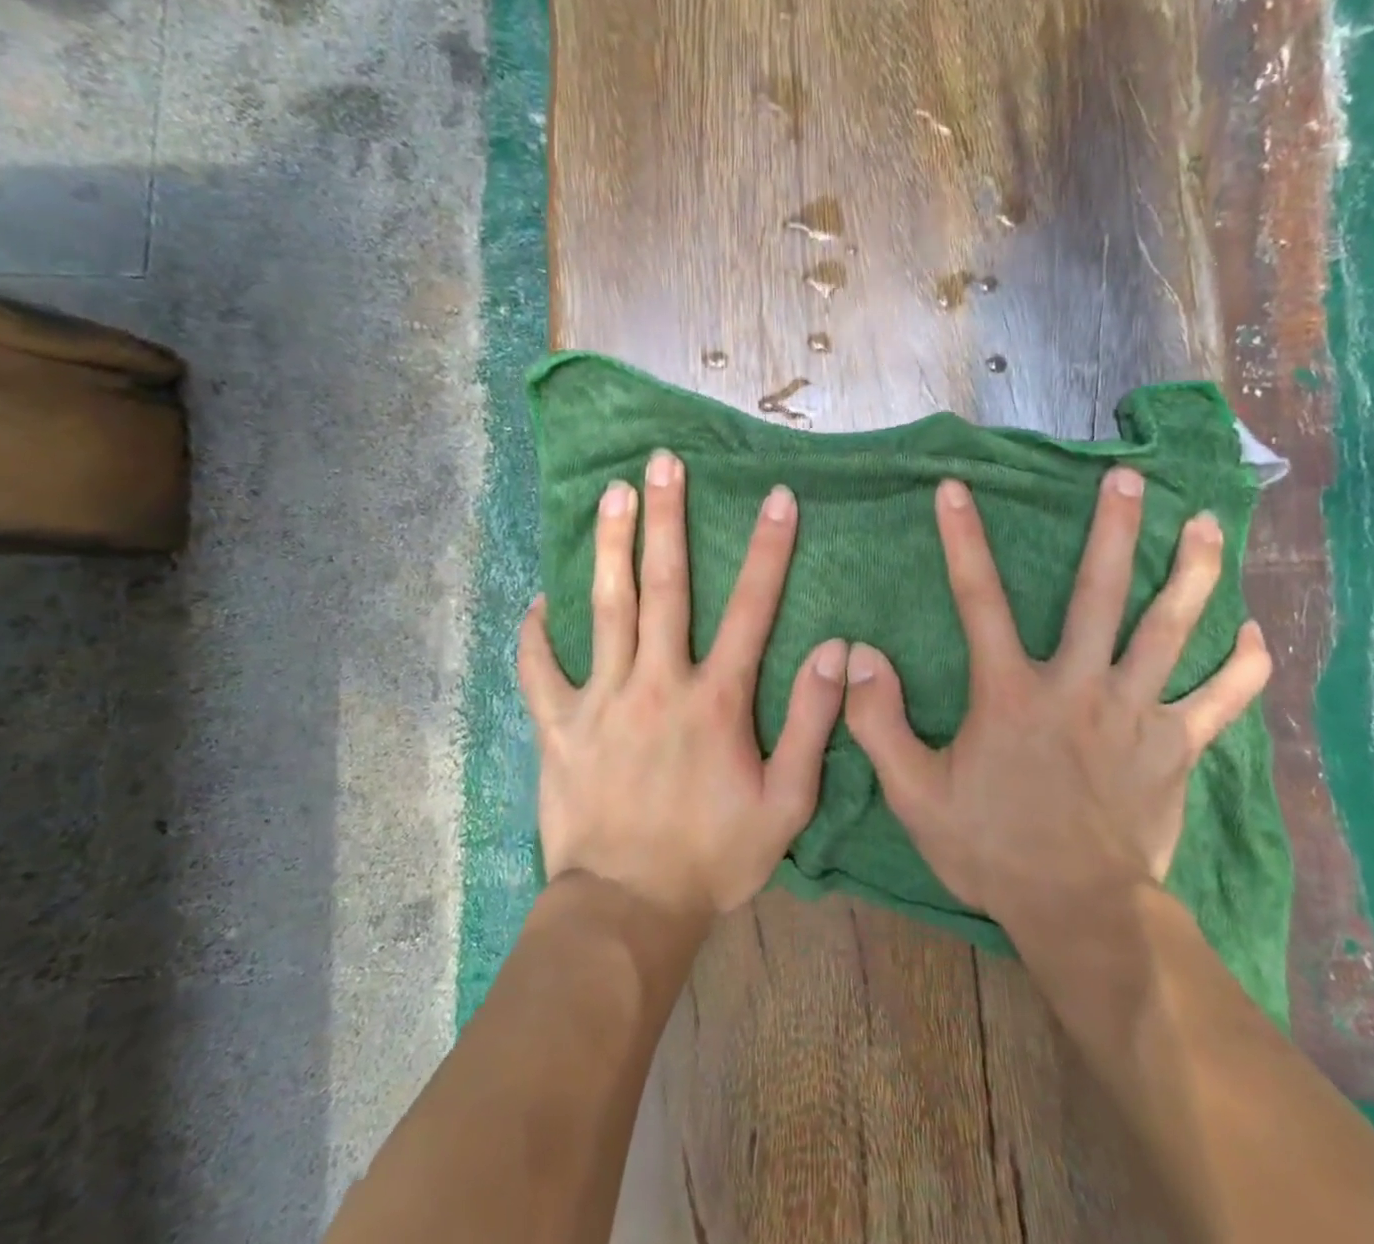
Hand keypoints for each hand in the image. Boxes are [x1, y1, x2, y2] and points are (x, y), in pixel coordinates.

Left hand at [518, 451, 847, 921]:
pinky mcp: (559, 727)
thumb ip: (813, 722)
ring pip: (605, 609)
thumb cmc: (715, 857)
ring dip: (610, 547)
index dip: (768, 549)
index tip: (777, 496)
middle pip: (664, 586)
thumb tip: (837, 650)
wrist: (629, 910)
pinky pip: (540, 671)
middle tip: (662, 463)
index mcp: (715, 699)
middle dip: (667, 519)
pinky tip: (537, 601)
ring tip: (612, 494)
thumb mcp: (786, 802)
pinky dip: (536, 634)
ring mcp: (602, 700)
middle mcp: (658, 682)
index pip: (751, 608)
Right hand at [842, 469, 1270, 930]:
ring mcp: (1134, 713)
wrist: (1079, 912)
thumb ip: (880, 722)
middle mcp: (1078, 686)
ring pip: (1169, 631)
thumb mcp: (915, 793)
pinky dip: (1242, 668)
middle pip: (1100, 594)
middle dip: (1115, 530)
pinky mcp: (1174, 747)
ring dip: (1190, 574)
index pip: (978, 599)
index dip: (962, 539)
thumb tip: (860, 655)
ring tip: (1206, 525)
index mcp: (1012, 693)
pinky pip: (1218, 702)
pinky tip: (1257, 636)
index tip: (956, 488)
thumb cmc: (992, 848)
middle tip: (1130, 477)